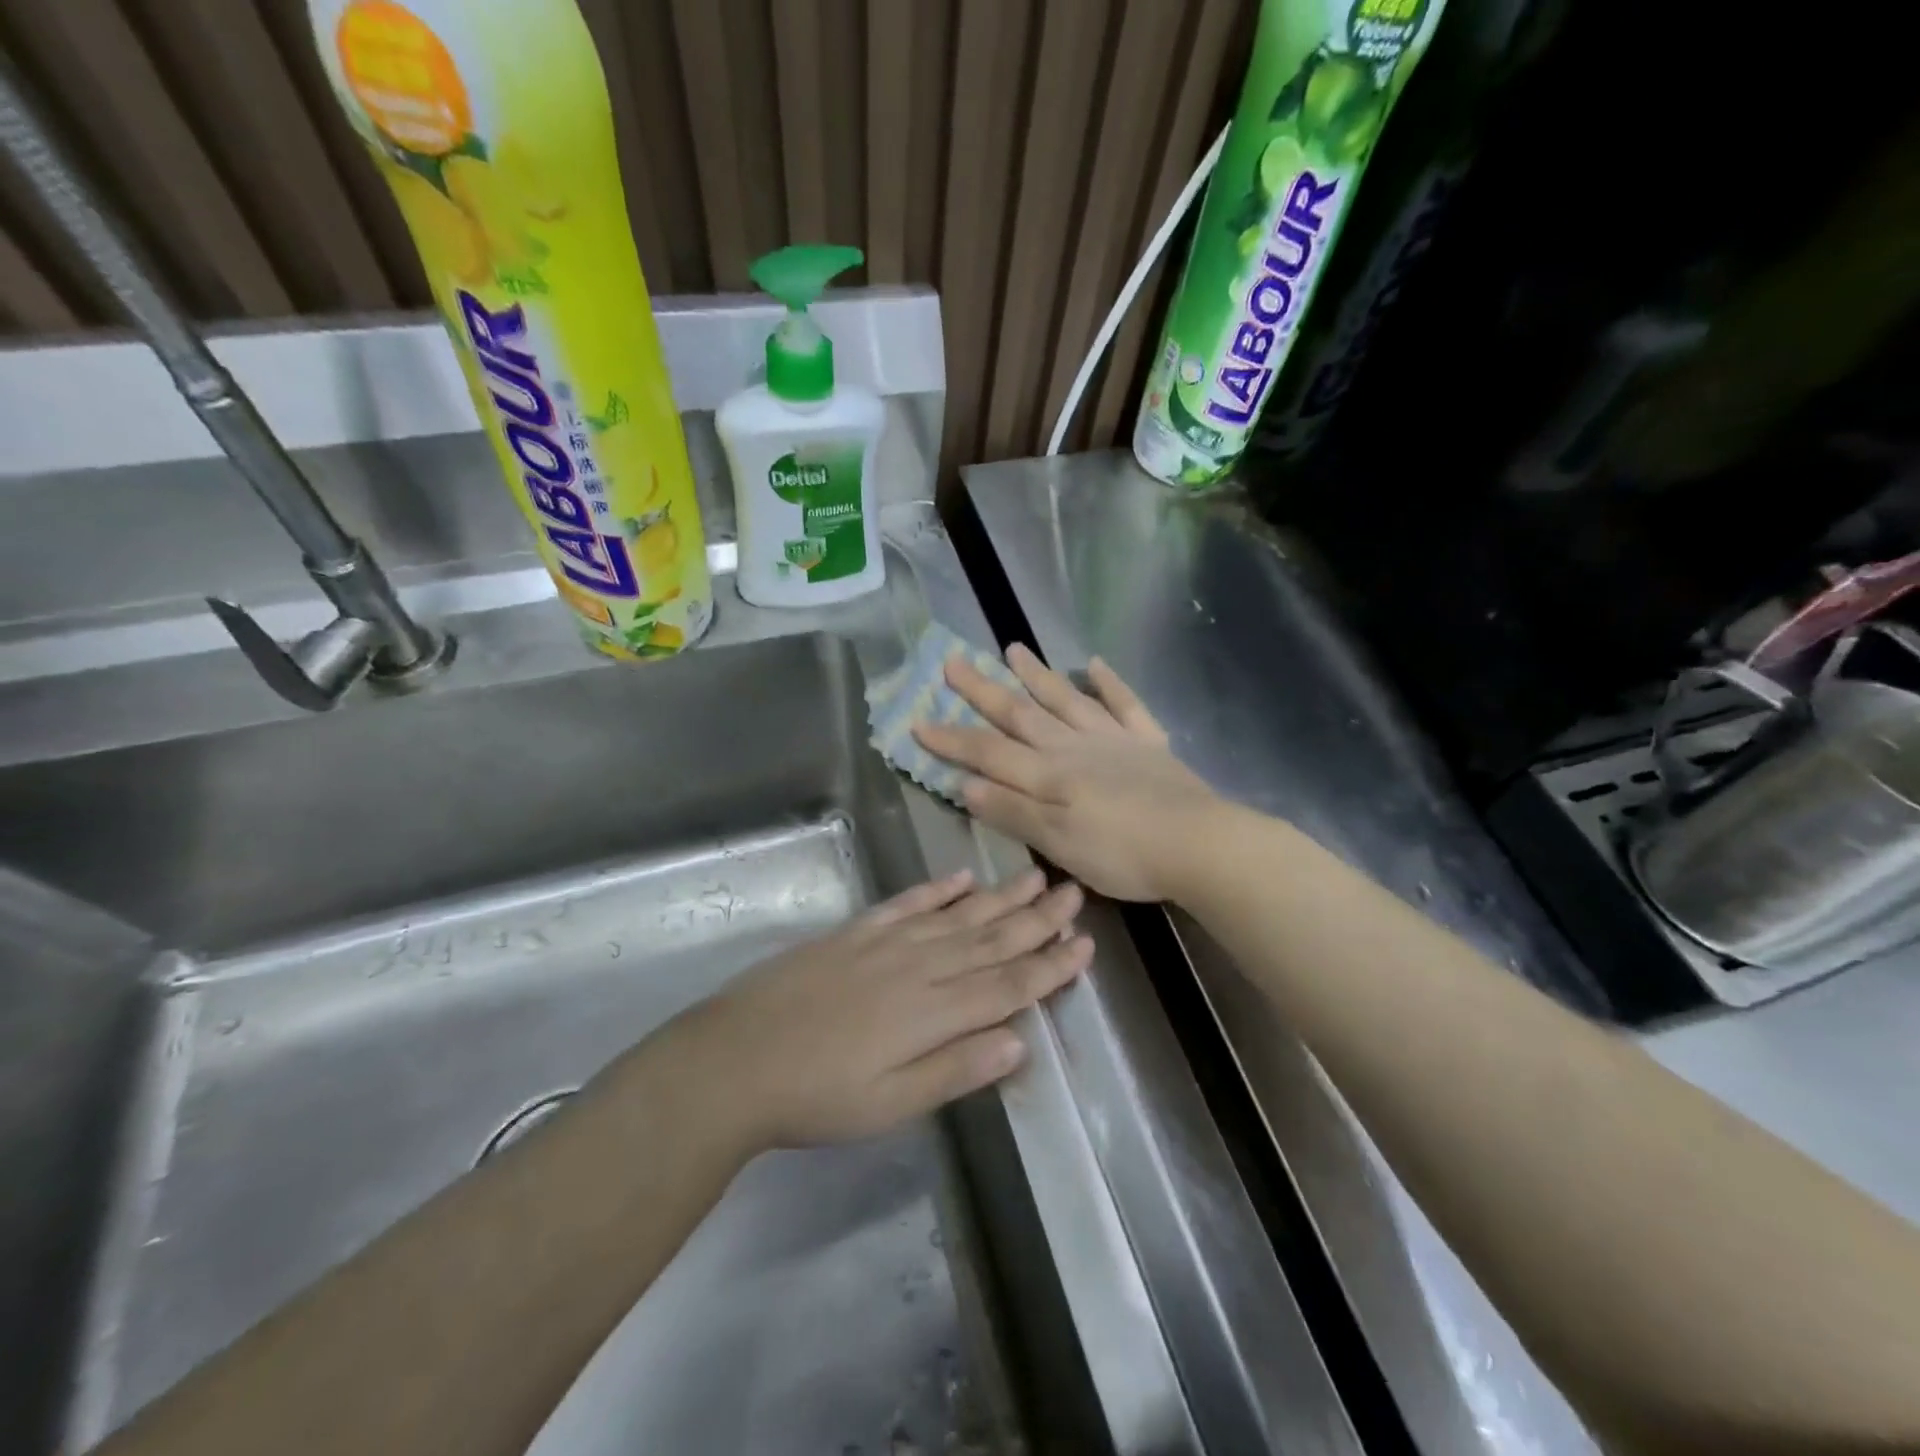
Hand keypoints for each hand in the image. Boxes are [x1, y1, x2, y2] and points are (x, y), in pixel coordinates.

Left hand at [659, 868, 1089, 1151]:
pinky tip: (962, 877)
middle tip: (1074, 893)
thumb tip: (1020, 1040)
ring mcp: (886, 943)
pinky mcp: (856, 933)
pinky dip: (938, 889)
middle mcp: (920, 967)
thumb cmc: (818, 1096)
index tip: (1084, 944)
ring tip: (1035, 877)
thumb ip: (957, 1069)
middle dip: (1037, 919)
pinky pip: (907, 904)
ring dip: (1000, 897)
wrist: (736, 1059)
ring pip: (958, 915)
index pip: (1008, 984)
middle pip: (991, 939)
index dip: (1049, 966)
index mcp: (934, 1012)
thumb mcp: (892, 1104)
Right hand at [912, 645, 1219, 901]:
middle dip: (983, 690)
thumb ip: (1013, 812)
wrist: (1199, 845)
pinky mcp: (1148, 743)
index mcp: (1048, 774)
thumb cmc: (1123, 854)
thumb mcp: (1058, 844)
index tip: (917, 720)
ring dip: (1037, 675)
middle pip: (1021, 714)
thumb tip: (964, 783)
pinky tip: (1095, 665)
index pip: (988, 752)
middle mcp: (1074, 747)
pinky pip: (1125, 704)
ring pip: (1066, 700)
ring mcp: (1113, 740)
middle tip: (953, 662)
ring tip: (1012, 648)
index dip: (951, 738)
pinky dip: (1110, 683)